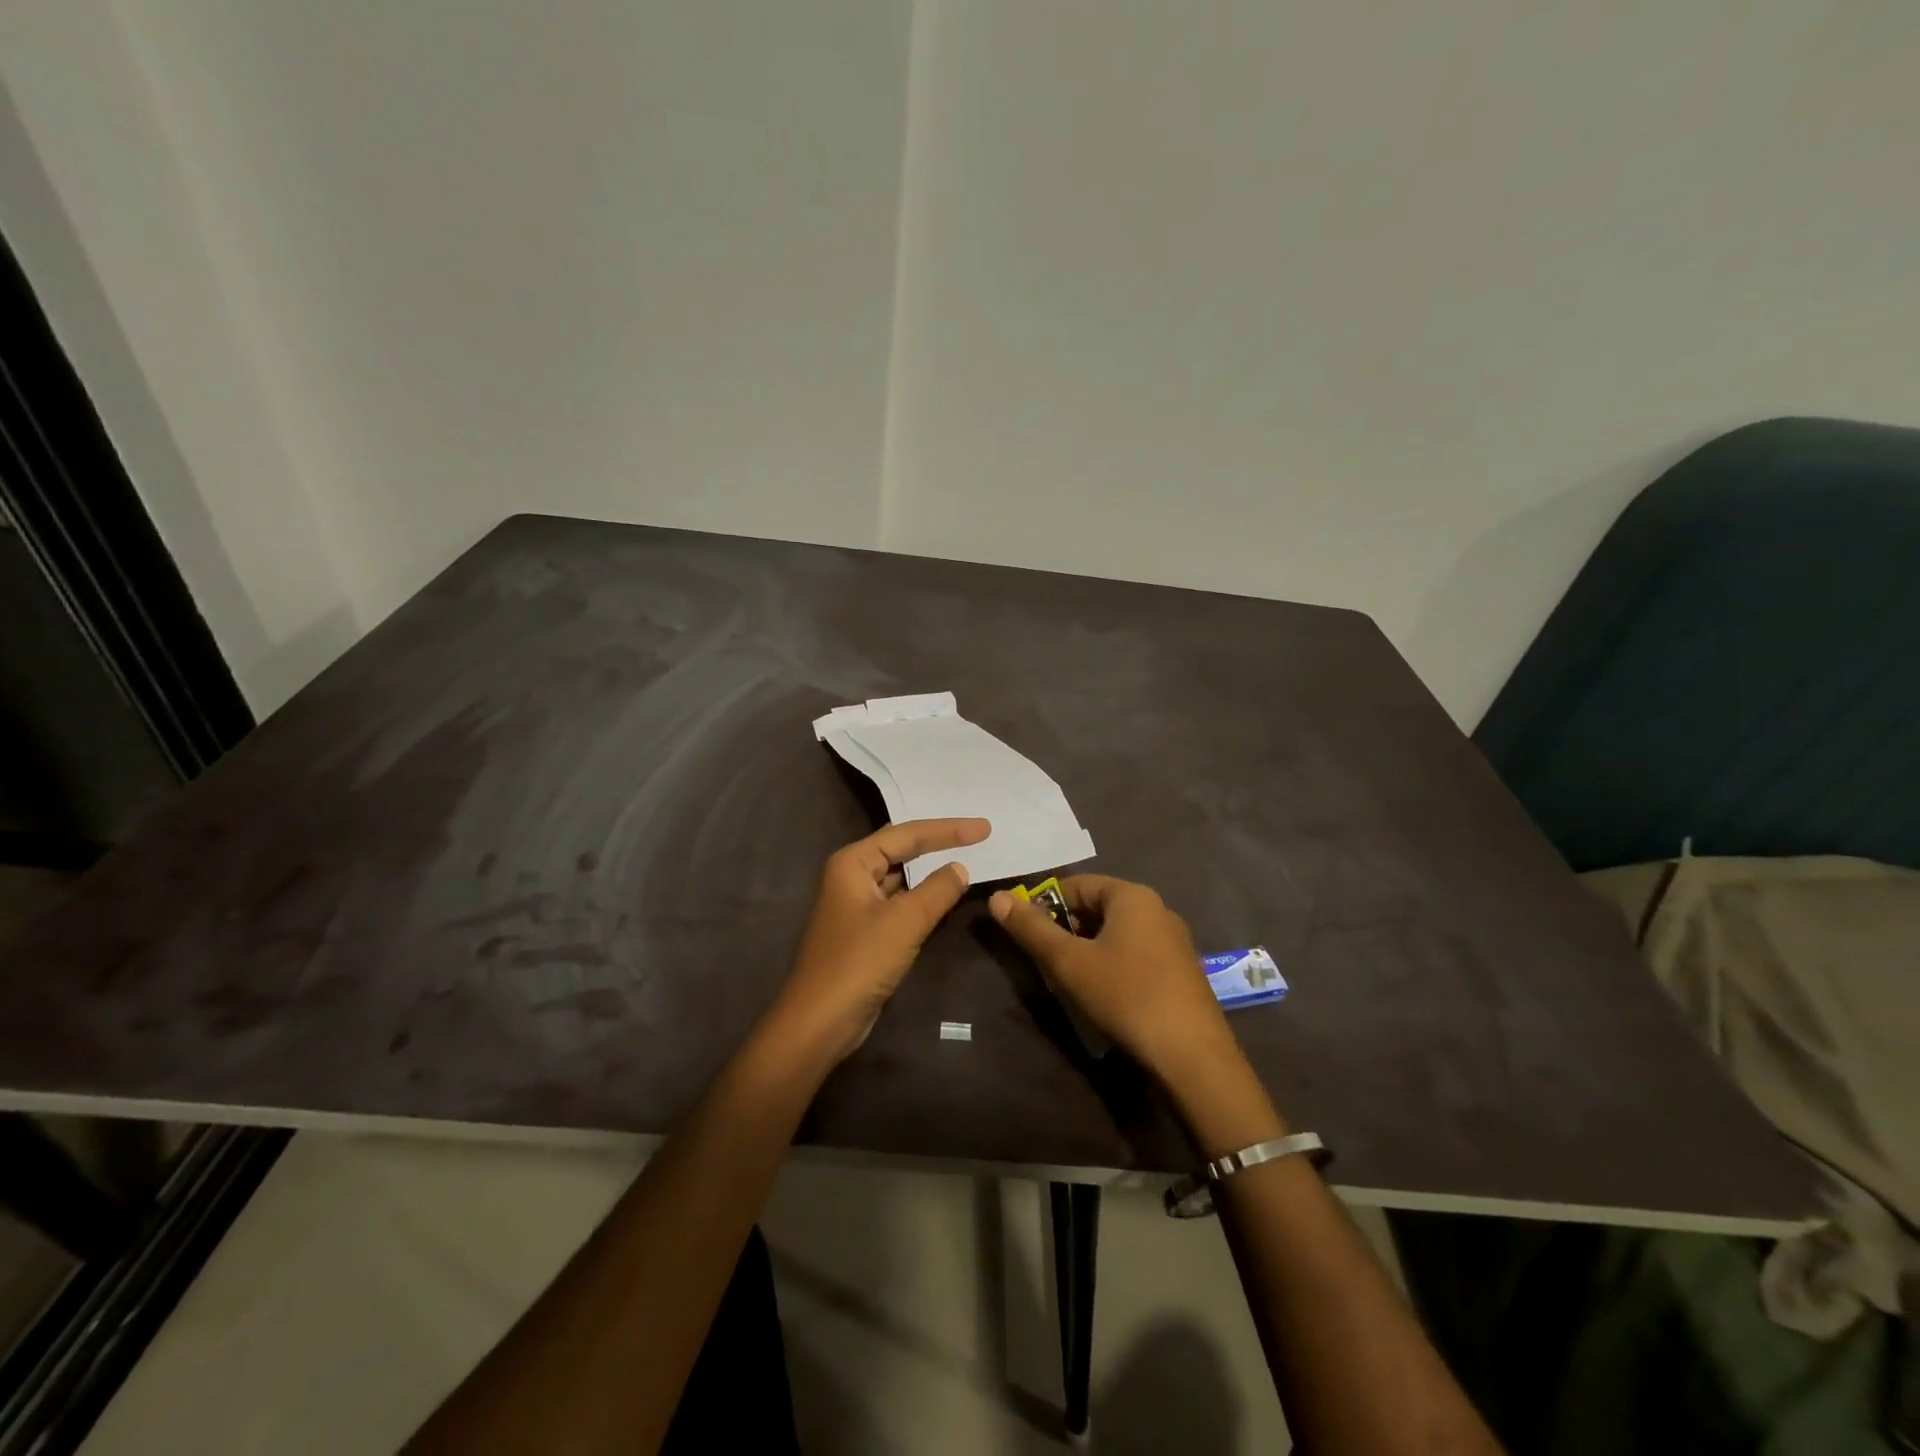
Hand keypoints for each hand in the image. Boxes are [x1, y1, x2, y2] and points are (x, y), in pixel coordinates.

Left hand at [767, 818, 989, 1065]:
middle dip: (938, 843)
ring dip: (931, 872)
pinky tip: (945, 898)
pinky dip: (923, 898)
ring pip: (901, 878)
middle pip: (901, 850)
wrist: (819, 1022)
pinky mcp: (865, 931)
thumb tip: (960, 868)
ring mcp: (857, 905)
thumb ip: (937, 890)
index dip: (948, 829)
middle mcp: (851, 876)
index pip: (907, 834)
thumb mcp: (904, 922)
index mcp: (853, 863)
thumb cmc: (859, 963)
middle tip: (978, 837)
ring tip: (968, 861)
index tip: (984, 828)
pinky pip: (899, 903)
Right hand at [988, 875, 1242, 1091]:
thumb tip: (997, 897)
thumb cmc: (1126, 996)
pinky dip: (1111, 965)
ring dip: (1087, 950)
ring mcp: (1173, 940)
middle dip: (1066, 930)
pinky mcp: (1181, 970)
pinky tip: (1103, 995)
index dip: (1044, 904)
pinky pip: (1135, 953)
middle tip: (1045, 961)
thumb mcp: (1069, 962)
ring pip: (1115, 933)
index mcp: (1132, 896)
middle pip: (1097, 907)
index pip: (1076, 884)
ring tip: (1069, 981)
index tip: (1025, 933)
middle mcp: (1157, 909)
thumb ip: (1031, 928)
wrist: (1193, 1057)